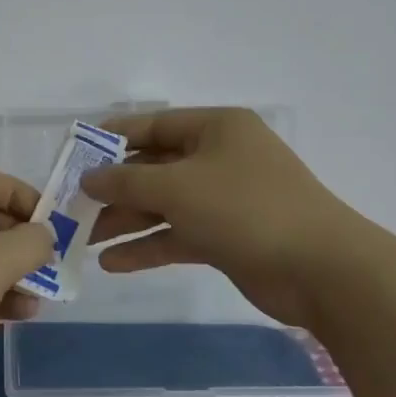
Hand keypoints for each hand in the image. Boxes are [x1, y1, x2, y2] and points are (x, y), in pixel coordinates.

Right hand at [81, 107, 376, 327]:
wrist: (321, 270)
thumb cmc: (245, 209)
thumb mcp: (177, 187)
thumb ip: (126, 180)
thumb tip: (88, 178)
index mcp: (215, 128)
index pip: (153, 126)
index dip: (111, 139)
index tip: (74, 155)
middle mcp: (220, 157)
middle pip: (155, 168)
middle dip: (115, 189)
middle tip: (73, 207)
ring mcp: (225, 199)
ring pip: (164, 204)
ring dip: (126, 221)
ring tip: (84, 241)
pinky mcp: (228, 236)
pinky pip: (179, 234)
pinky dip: (149, 246)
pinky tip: (113, 263)